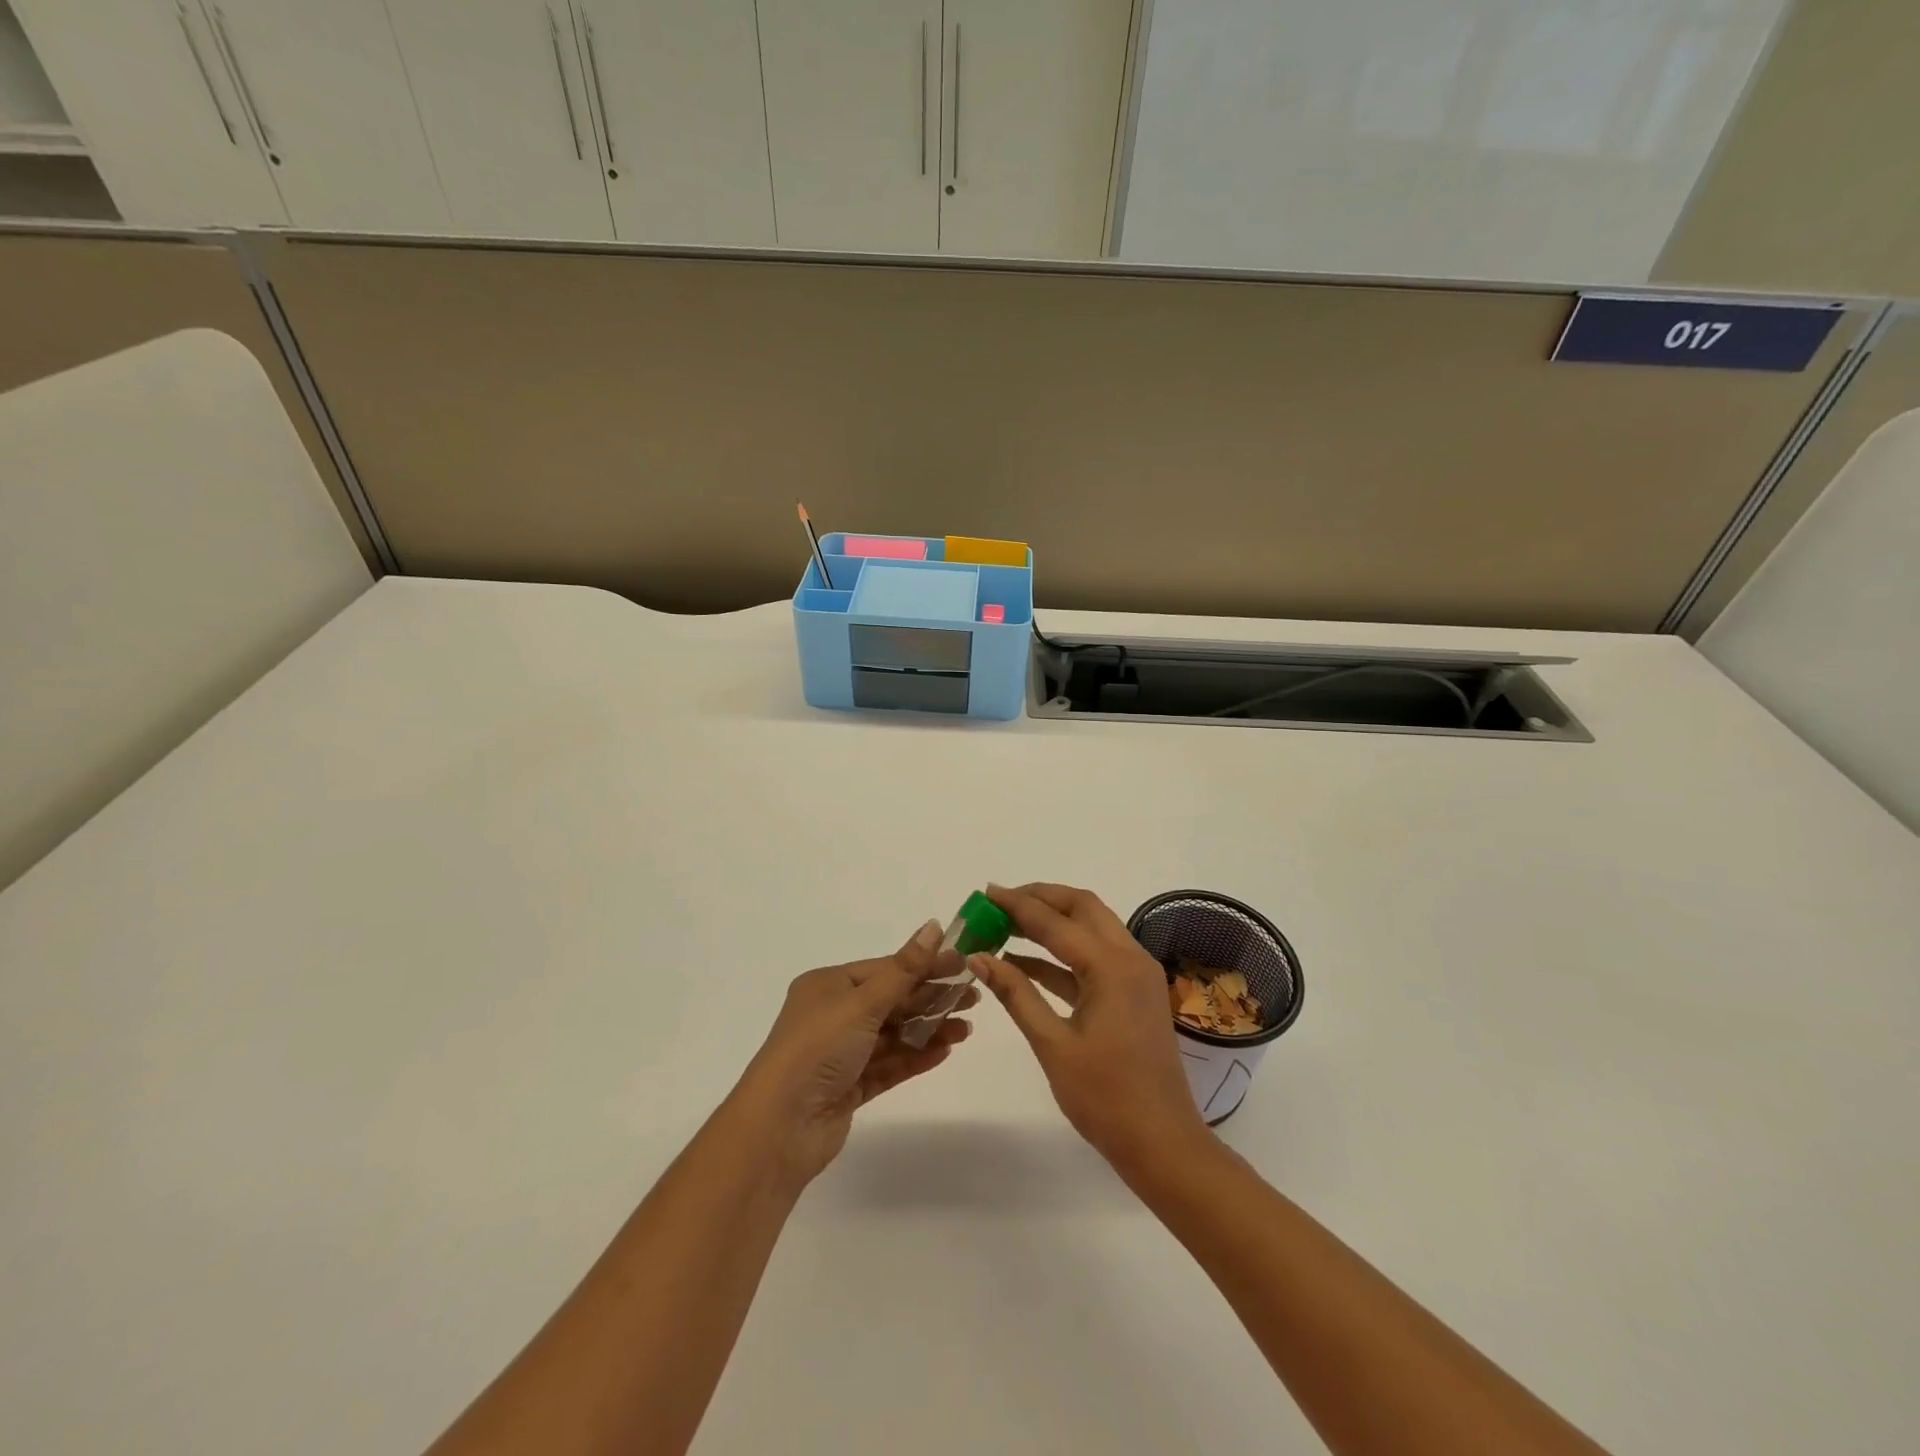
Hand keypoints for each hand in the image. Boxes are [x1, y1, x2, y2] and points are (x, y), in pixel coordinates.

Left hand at [733, 920, 977, 1186]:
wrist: (780, 1127)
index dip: (924, 965)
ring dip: (928, 1029)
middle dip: (931, 999)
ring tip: (966, 1029)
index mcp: (828, 985)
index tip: (963, 965)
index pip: (885, 969)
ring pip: (893, 1035)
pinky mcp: (848, 1087)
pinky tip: (944, 1051)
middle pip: (891, 1001)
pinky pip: (888, 1065)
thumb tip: (934, 926)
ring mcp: (840, 1053)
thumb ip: (904, 969)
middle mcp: (832, 1015)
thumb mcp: (862, 1002)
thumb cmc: (818, 1048)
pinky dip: (915, 1057)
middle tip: (974, 998)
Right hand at [970, 882, 1210, 1176]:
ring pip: (1092, 928)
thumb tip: (978, 957)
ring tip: (1007, 924)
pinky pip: (1096, 957)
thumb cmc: (1105, 1098)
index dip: (1017, 905)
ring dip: (1053, 921)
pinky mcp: (1135, 993)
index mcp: (1111, 966)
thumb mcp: (1052, 1044)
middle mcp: (1130, 958)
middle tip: (1000, 901)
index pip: (1055, 921)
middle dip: (1040, 898)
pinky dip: (1063, 954)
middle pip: (1082, 908)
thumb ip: (1016, 994)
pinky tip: (1026, 962)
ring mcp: (1137, 975)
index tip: (985, 893)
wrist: (1163, 1144)